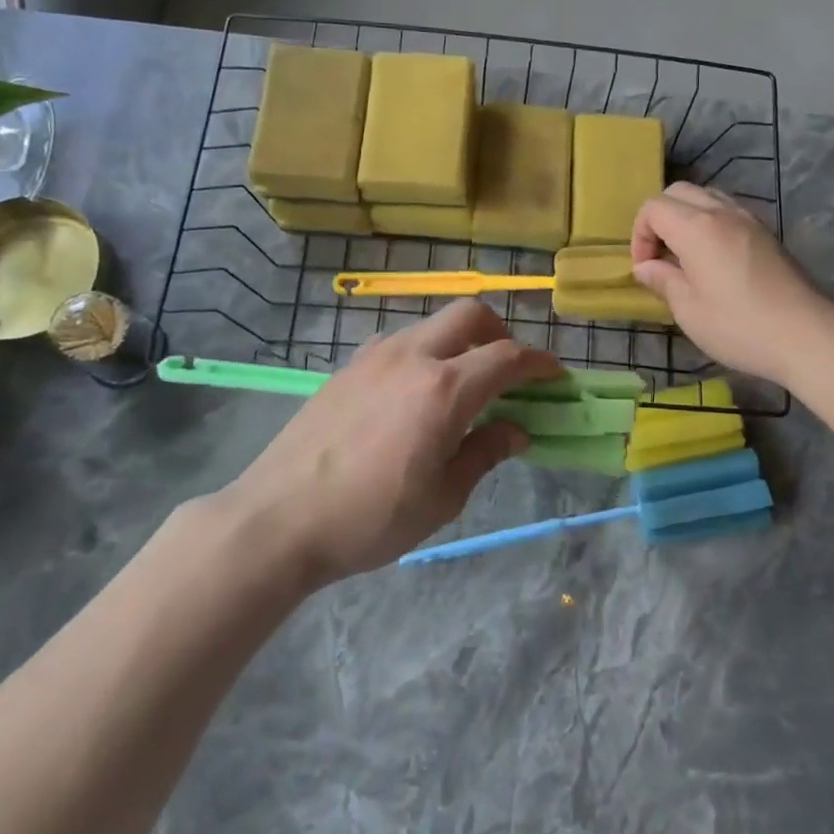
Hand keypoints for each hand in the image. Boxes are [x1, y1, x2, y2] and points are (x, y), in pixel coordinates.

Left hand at [222, 302, 559, 584]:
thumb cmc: (370, 518)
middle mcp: (412, 356)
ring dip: (460, 341)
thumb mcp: (442, 497)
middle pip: (470, 314)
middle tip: (509, 371)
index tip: (555, 376)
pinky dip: (425, 353)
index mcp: (445, 389)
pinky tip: (414, 394)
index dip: (539, 363)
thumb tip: (517, 430)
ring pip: (432, 324)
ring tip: (462, 385)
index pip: (507, 357)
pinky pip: (400, 343)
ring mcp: (374, 356)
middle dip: (501, 333)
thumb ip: (485, 453)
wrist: (277, 519)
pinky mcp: (347, 367)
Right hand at [631, 183, 833, 385]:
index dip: (640, 235)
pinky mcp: (767, 232)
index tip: (646, 268)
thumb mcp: (689, 310)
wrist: (808, 335)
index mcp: (697, 228)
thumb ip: (663, 280)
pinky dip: (711, 222)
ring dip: (686, 217)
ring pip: (706, 196)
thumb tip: (645, 267)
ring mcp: (749, 219)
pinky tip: (715, 259)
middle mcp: (722, 212)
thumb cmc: (740, 326)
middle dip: (659, 219)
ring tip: (686, 256)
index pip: (653, 207)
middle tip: (661, 257)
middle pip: (678, 193)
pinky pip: (728, 210)